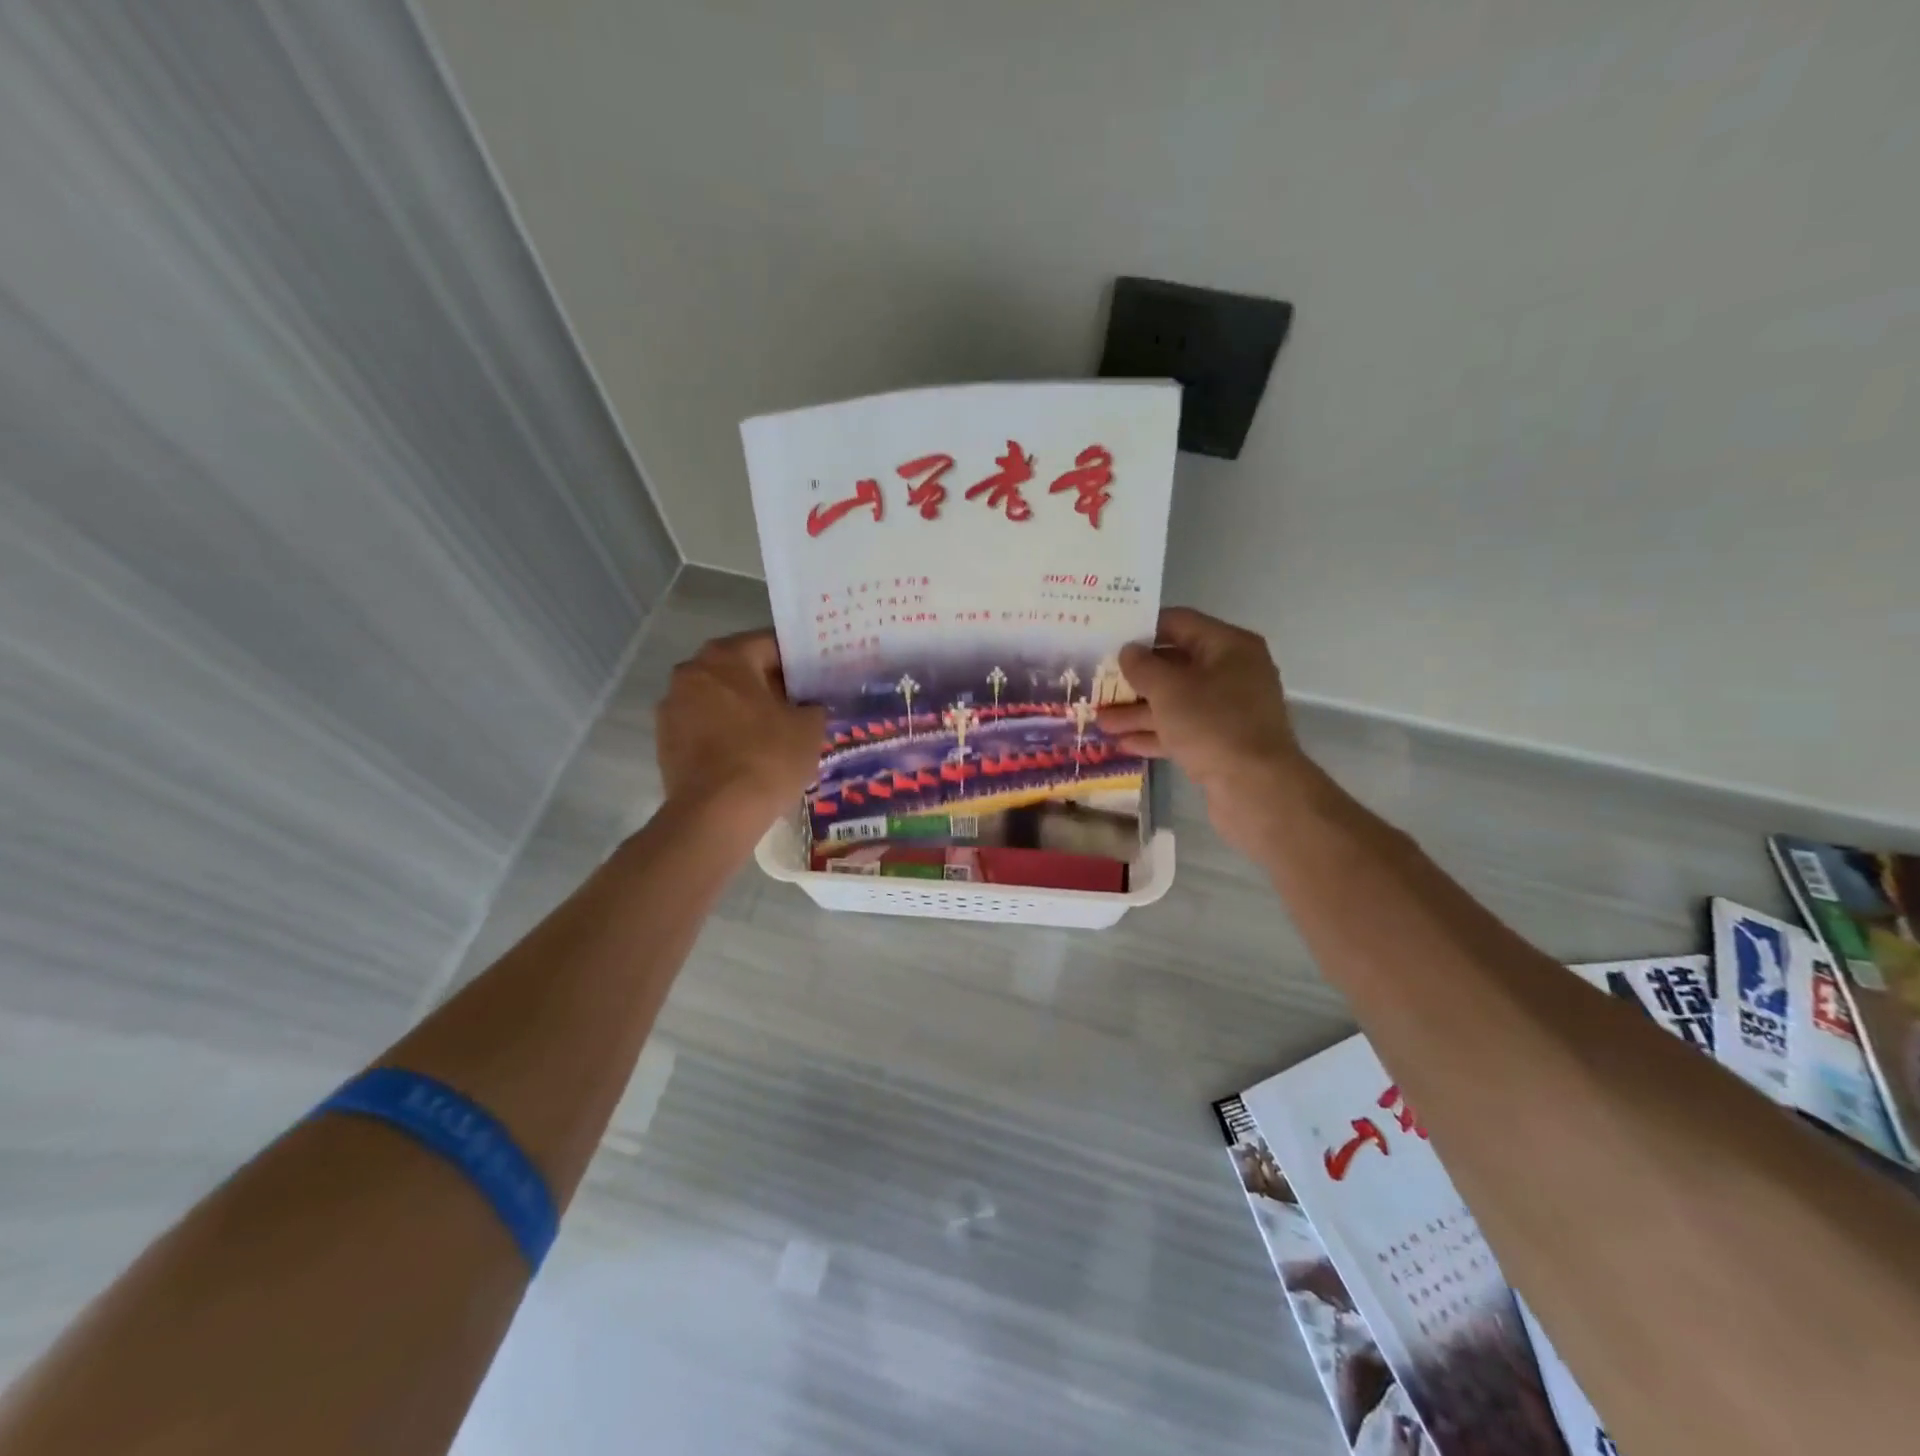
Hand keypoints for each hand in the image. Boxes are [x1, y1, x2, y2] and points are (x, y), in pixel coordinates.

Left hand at [656, 631, 824, 835]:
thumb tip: (809, 706)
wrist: (716, 814)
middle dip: (769, 684)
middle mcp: (691, 671)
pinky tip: (749, 754)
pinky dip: (725, 732)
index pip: (770, 644)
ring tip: (775, 732)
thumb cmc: (767, 758)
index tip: (817, 677)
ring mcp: (672, 706)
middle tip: (800, 704)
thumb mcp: (809, 727)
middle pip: (740, 669)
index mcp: (726, 656)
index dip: (799, 660)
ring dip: (744, 708)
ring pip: (720, 697)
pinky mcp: (665, 740)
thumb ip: (813, 706)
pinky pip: (704, 725)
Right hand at [1096, 607, 1312, 854]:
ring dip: (1138, 710)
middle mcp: (1232, 673)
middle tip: (1098, 682)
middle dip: (1135, 677)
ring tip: (1100, 721)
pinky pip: (1183, 730)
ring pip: (1176, 702)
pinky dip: (1155, 734)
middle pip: (1175, 665)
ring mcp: (1229, 710)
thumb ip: (1143, 666)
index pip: (1179, 623)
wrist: (1256, 789)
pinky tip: (1122, 743)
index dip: (1143, 629)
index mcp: (1228, 647)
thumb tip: (1129, 651)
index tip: (1109, 637)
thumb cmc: (1212, 725)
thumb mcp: (1168, 689)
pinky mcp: (1222, 743)